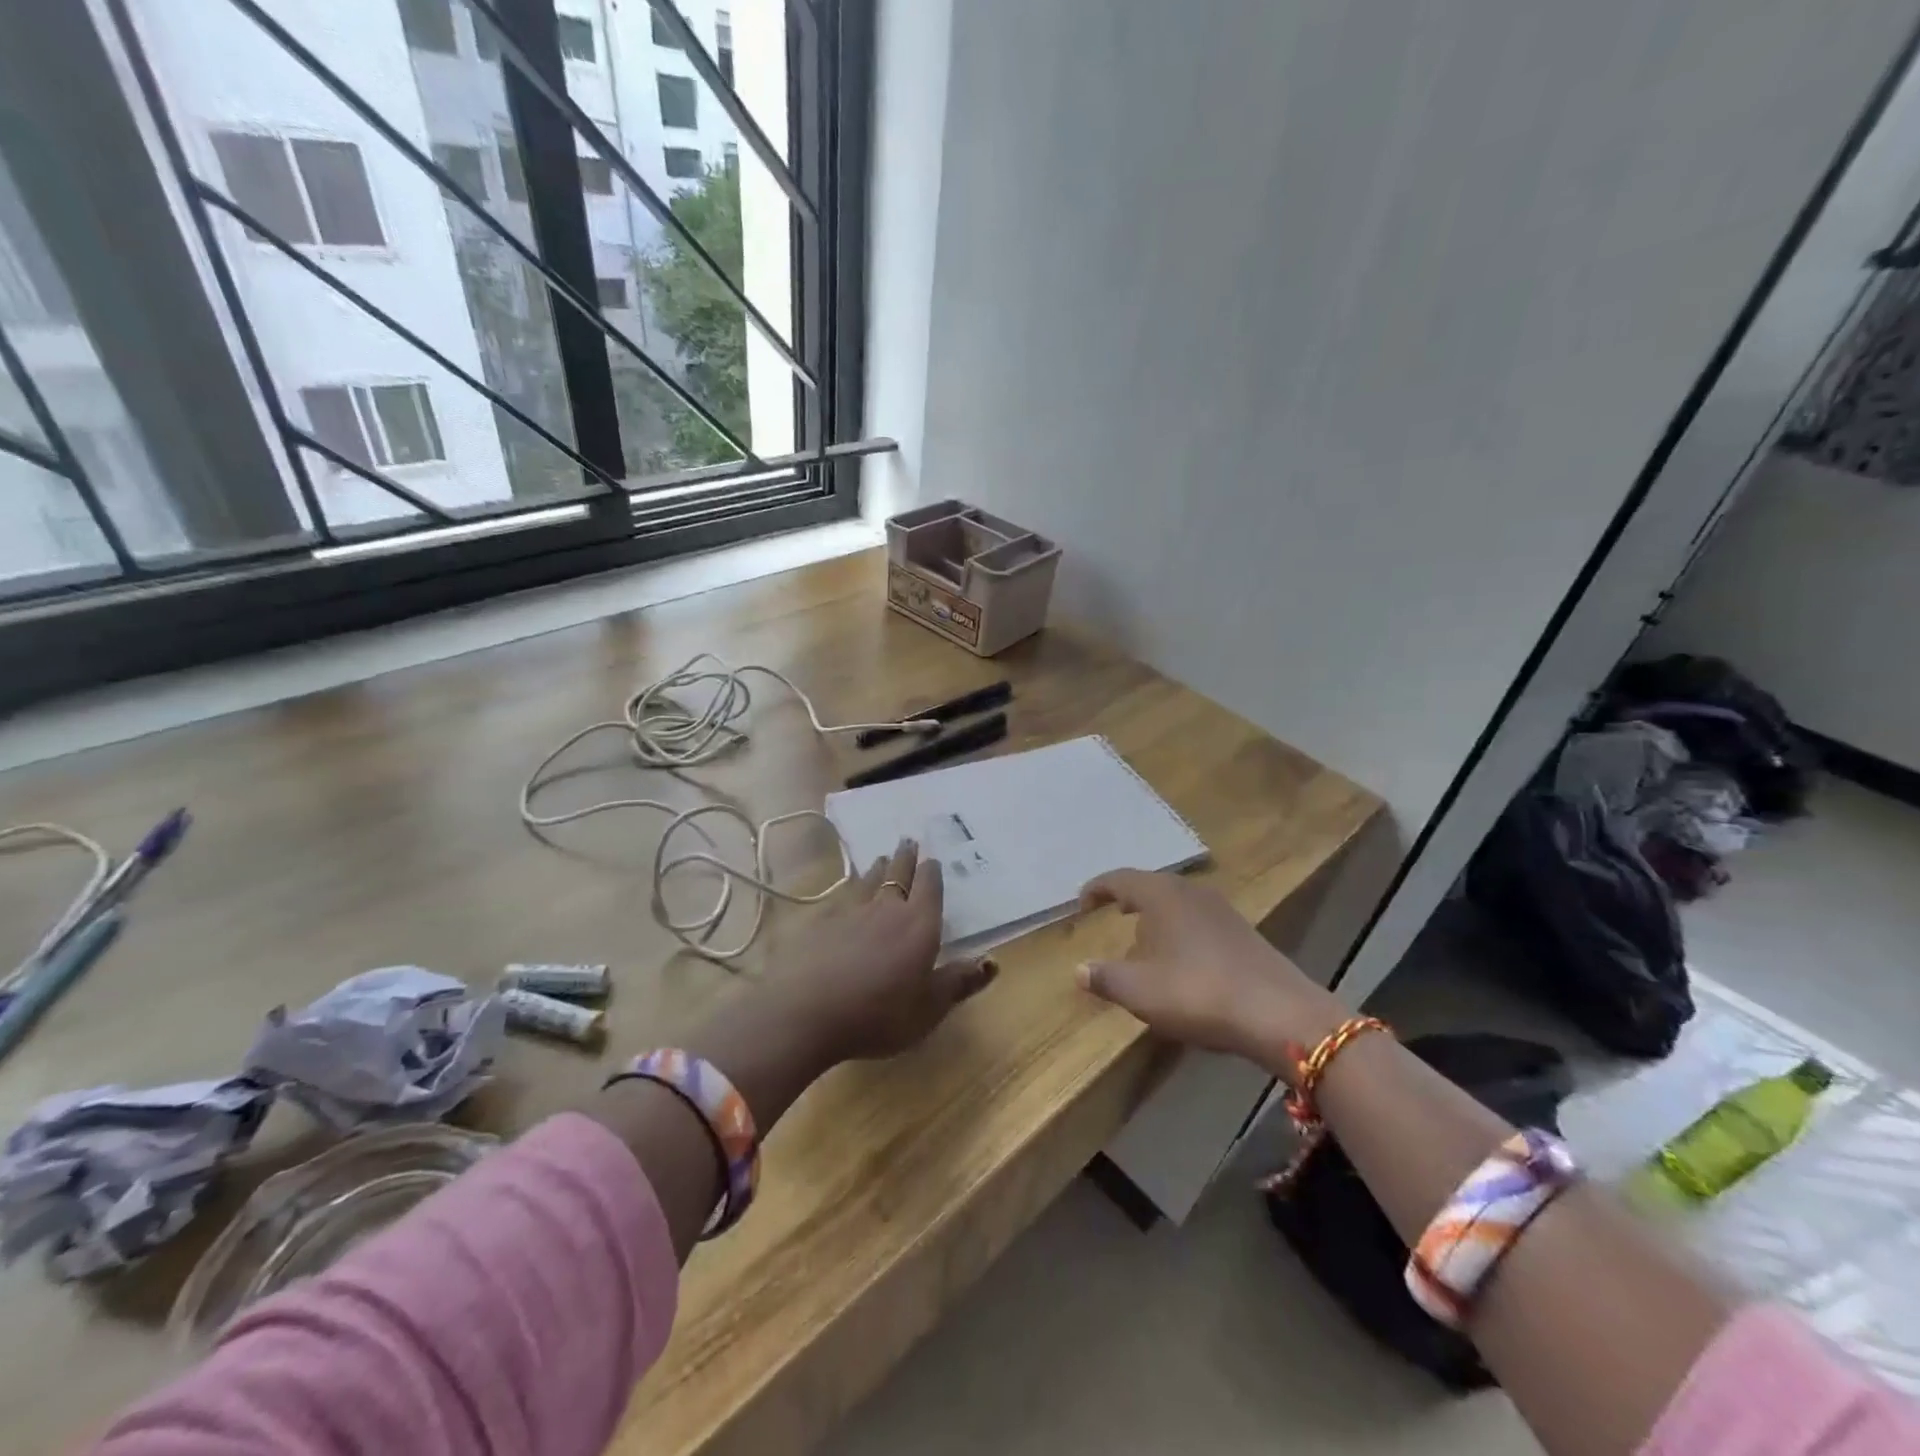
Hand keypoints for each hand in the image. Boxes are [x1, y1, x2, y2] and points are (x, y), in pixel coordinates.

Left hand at [768, 839, 996, 1066]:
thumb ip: (959, 982)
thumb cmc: (878, 1014)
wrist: (805, 1011)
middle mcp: (886, 907)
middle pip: (898, 873)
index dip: (932, 873)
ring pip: (868, 880)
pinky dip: (849, 888)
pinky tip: (846, 891)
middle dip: (906, 857)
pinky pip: (841, 896)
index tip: (933, 859)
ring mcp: (849, 911)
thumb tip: (992, 961)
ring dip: (878, 867)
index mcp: (918, 924)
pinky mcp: (819, 921)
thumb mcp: (928, 1008)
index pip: (929, 888)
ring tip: (882, 858)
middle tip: (909, 841)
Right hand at [1074, 869, 1342, 1066]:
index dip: (1097, 889)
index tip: (1082, 903)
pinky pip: (1197, 918)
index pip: (1120, 879)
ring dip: (1155, 914)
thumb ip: (1105, 977)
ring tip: (1142, 935)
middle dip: (1128, 897)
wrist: (1280, 1014)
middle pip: (1151, 885)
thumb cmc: (1198, 992)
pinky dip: (1178, 928)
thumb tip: (1079, 969)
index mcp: (1161, 895)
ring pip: (1177, 901)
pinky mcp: (1243, 931)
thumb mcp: (1140, 991)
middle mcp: (1191, 892)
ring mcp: (1221, 910)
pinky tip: (1180, 956)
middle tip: (1111, 912)